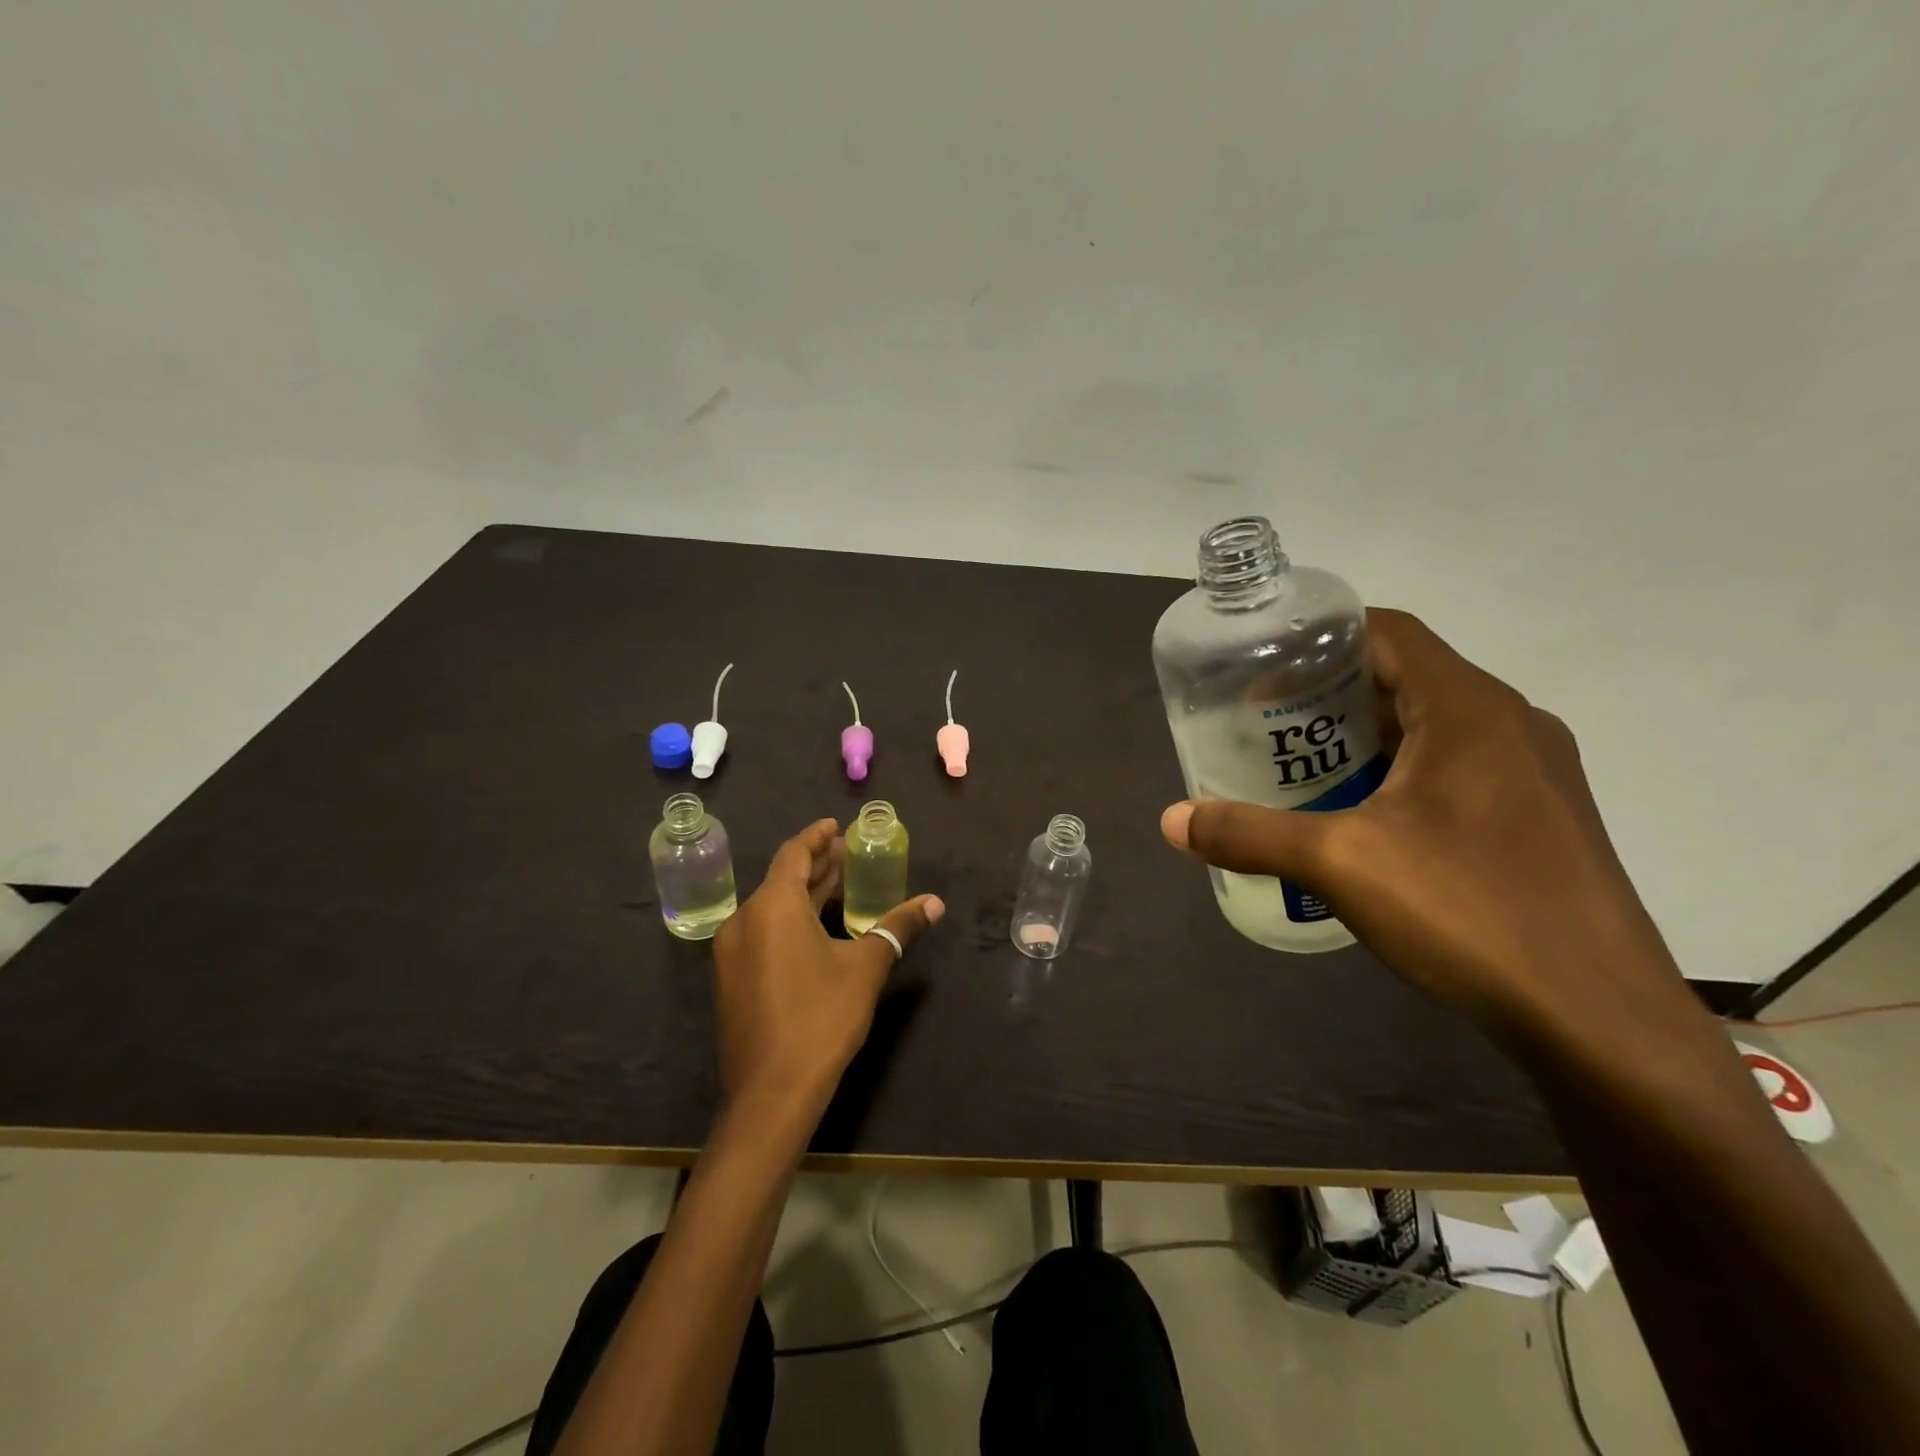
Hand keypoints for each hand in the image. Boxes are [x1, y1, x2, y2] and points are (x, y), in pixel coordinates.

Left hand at [712, 818, 943, 1113]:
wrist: (771, 1093)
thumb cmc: (821, 1018)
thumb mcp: (866, 967)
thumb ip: (898, 927)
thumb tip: (934, 903)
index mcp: (773, 907)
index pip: (794, 854)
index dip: (816, 837)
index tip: (835, 825)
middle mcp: (744, 920)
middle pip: (782, 879)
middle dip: (815, 864)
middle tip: (846, 853)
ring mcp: (732, 952)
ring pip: (771, 908)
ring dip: (804, 893)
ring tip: (837, 884)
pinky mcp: (731, 979)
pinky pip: (762, 932)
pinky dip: (789, 920)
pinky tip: (814, 930)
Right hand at [1161, 609, 1690, 1042]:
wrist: (1600, 1020)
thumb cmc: (1470, 913)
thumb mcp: (1340, 865)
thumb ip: (1249, 834)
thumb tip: (1170, 821)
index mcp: (1469, 708)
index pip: (1386, 631)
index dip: (1319, 638)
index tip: (1260, 666)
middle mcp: (1509, 724)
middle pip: (1404, 676)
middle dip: (1328, 691)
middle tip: (1264, 721)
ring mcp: (1532, 772)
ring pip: (1431, 724)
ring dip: (1363, 734)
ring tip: (1300, 765)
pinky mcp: (1539, 816)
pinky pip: (1455, 766)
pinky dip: (1398, 770)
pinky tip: (1361, 817)